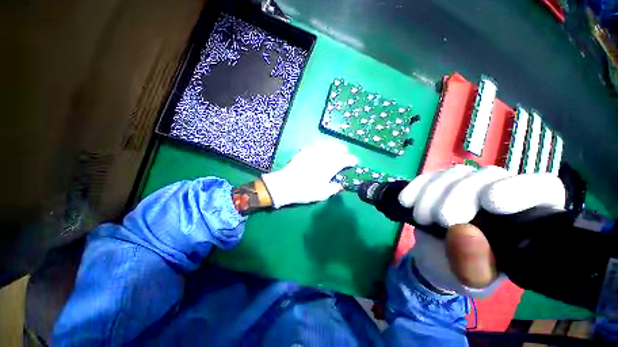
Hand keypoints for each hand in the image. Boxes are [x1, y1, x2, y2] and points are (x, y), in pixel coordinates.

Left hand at [262, 143, 357, 207]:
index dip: (351, 160)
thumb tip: (341, 186)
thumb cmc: (305, 190)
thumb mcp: (323, 194)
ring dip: (333, 146)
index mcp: (330, 166)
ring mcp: (313, 152)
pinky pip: (316, 145)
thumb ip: (334, 188)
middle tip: (345, 153)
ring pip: (327, 145)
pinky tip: (321, 149)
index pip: (345, 160)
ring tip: (336, 148)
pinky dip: (322, 146)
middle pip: (337, 149)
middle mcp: (323, 156)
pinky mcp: (304, 151)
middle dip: (343, 150)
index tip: (355, 161)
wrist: (285, 185)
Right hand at [398, 165, 565, 296]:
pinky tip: (407, 201)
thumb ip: (474, 265)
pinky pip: (428, 176)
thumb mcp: (472, 281)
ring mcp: (468, 185)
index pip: (542, 188)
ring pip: (455, 174)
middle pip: (488, 176)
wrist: (436, 259)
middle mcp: (500, 194)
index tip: (490, 203)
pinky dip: (416, 187)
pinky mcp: (440, 184)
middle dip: (460, 196)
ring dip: (432, 194)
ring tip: (422, 218)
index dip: (520, 189)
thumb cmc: (463, 272)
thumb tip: (463, 232)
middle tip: (441, 220)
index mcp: (526, 220)